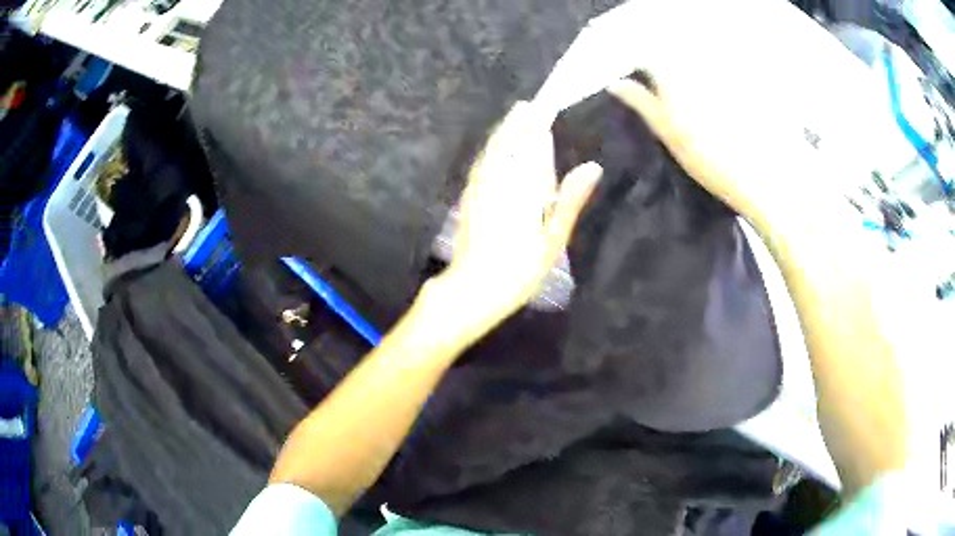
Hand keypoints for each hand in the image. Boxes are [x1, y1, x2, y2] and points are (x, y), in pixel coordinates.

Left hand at [440, 101, 601, 323]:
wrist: (473, 289)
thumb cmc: (519, 270)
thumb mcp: (552, 239)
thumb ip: (570, 199)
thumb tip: (592, 166)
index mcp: (521, 187)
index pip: (532, 148)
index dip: (538, 128)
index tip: (545, 109)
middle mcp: (497, 180)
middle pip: (508, 143)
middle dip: (519, 123)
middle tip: (530, 105)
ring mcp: (479, 188)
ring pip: (492, 152)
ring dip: (504, 133)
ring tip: (516, 117)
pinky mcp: (468, 198)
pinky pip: (481, 165)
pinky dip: (491, 151)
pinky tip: (495, 149)